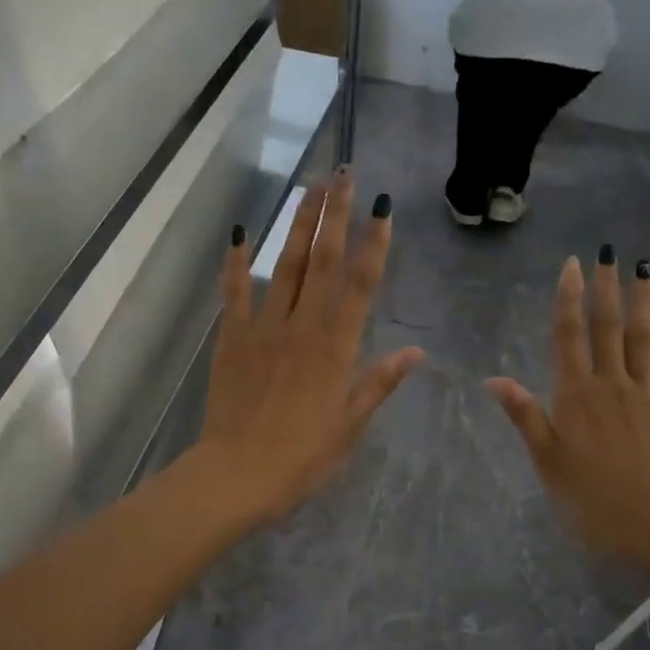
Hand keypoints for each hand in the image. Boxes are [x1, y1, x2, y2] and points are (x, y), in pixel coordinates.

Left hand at [192, 169, 423, 526]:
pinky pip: (235, 293)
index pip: (362, 285)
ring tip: (310, 188)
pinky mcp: (233, 339)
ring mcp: (264, 329)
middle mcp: (304, 327)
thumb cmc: (302, 458)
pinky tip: (241, 232)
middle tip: (344, 175)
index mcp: (338, 349)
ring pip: (286, 267)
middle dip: (336, 215)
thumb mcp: (350, 425)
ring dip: (299, 225)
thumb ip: (379, 383)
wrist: (238, 474)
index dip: (375, 244)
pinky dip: (237, 262)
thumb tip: (417, 352)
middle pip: (324, 262)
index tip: (383, 208)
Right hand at [487, 252, 649, 563]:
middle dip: (605, 289)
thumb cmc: (585, 495)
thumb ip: (524, 415)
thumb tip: (494, 379)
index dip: (567, 299)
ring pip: (642, 340)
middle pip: (606, 328)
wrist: (645, 520)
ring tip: (644, 270)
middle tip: (607, 255)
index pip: (568, 337)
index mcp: (574, 395)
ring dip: (643, 303)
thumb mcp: (545, 458)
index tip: (571, 265)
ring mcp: (643, 395)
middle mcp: (609, 384)